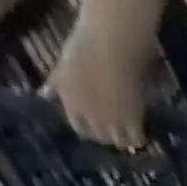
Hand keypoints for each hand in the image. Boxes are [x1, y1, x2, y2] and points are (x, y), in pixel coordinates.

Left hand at [46, 22, 153, 148]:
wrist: (111, 43)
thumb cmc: (86, 46)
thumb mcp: (64, 65)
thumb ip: (57, 83)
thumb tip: (45, 96)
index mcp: (70, 100)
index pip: (79, 127)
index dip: (89, 128)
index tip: (96, 125)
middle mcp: (89, 114)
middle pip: (101, 137)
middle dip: (108, 135)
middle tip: (116, 128)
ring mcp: (111, 119)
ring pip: (120, 142)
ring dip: (124, 138)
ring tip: (130, 131)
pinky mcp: (132, 121)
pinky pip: (137, 139)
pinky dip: (139, 137)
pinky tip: (141, 130)